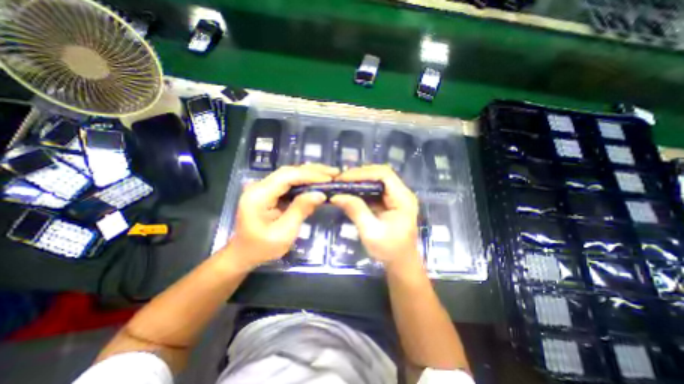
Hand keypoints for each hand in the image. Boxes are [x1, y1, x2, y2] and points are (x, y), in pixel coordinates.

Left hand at [220, 163, 337, 270]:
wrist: (244, 254)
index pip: (287, 177)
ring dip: (310, 173)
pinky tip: (317, 181)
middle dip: (312, 171)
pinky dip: (304, 181)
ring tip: (329, 174)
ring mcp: (263, 188)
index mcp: (258, 196)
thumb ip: (300, 210)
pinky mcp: (269, 192)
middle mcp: (259, 187)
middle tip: (334, 172)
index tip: (329, 179)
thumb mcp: (284, 233)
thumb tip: (320, 194)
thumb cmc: (262, 248)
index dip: (309, 175)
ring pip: (289, 174)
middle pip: (288, 171)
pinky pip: (289, 182)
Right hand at [332, 165, 422, 268]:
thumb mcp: (371, 232)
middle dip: (359, 175)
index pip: (384, 174)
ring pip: (377, 180)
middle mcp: (401, 193)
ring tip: (342, 183)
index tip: (343, 178)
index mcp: (403, 199)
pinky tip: (349, 191)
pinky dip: (361, 189)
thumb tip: (337, 196)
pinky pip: (374, 189)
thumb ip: (356, 211)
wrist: (401, 263)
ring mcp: (396, 197)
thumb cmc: (389, 250)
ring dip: (359, 180)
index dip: (363, 173)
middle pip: (380, 174)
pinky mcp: (389, 202)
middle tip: (340, 180)